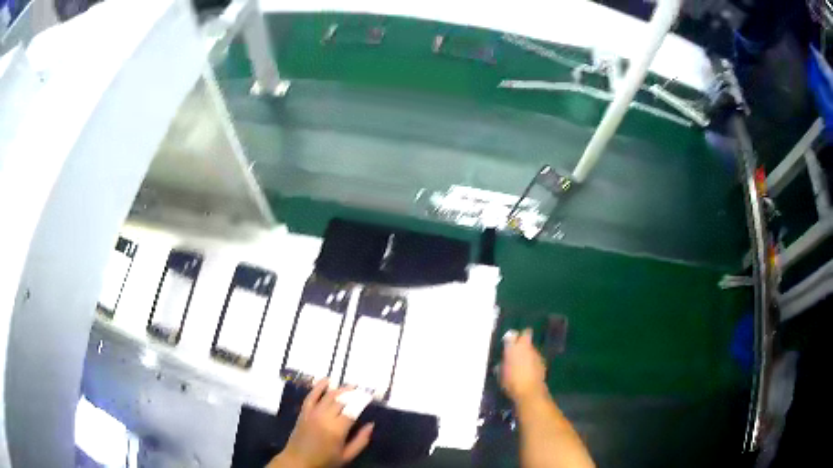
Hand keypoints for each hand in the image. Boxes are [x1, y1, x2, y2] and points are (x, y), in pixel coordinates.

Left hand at [269, 380, 373, 467]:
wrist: (297, 461)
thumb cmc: (324, 461)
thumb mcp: (347, 456)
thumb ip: (360, 441)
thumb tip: (371, 425)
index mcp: (337, 429)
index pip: (353, 410)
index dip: (362, 401)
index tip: (370, 396)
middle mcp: (324, 417)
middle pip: (341, 400)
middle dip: (354, 393)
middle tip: (364, 390)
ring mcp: (312, 413)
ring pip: (328, 396)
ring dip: (341, 389)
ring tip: (352, 386)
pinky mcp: (304, 412)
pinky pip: (311, 396)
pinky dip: (319, 386)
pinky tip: (327, 380)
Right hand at [501, 329, 547, 402]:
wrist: (530, 391)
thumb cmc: (511, 383)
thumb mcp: (501, 374)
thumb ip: (503, 364)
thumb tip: (503, 362)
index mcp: (512, 348)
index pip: (512, 335)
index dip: (512, 337)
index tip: (510, 341)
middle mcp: (525, 347)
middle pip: (526, 335)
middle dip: (523, 339)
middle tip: (518, 347)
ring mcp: (535, 353)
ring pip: (531, 347)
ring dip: (528, 351)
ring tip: (524, 362)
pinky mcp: (543, 360)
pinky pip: (536, 356)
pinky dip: (533, 360)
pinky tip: (530, 369)